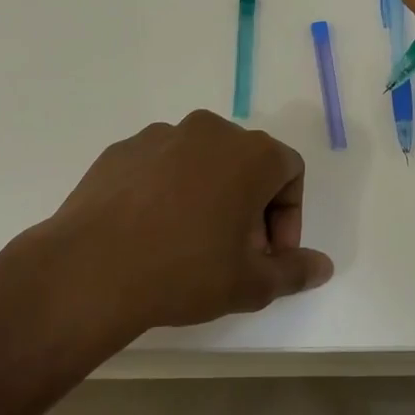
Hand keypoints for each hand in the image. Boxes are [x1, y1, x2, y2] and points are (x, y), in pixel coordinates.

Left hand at [42, 111, 333, 333]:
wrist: (91, 269)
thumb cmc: (185, 271)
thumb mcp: (250, 284)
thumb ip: (294, 271)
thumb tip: (323, 266)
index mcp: (250, 153)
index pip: (290, 172)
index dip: (288, 216)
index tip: (268, 254)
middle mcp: (209, 130)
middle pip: (246, 163)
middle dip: (250, 206)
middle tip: (234, 253)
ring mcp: (161, 135)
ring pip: (202, 162)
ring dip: (209, 196)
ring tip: (189, 244)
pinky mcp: (122, 149)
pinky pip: (160, 166)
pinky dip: (167, 192)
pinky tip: (150, 232)